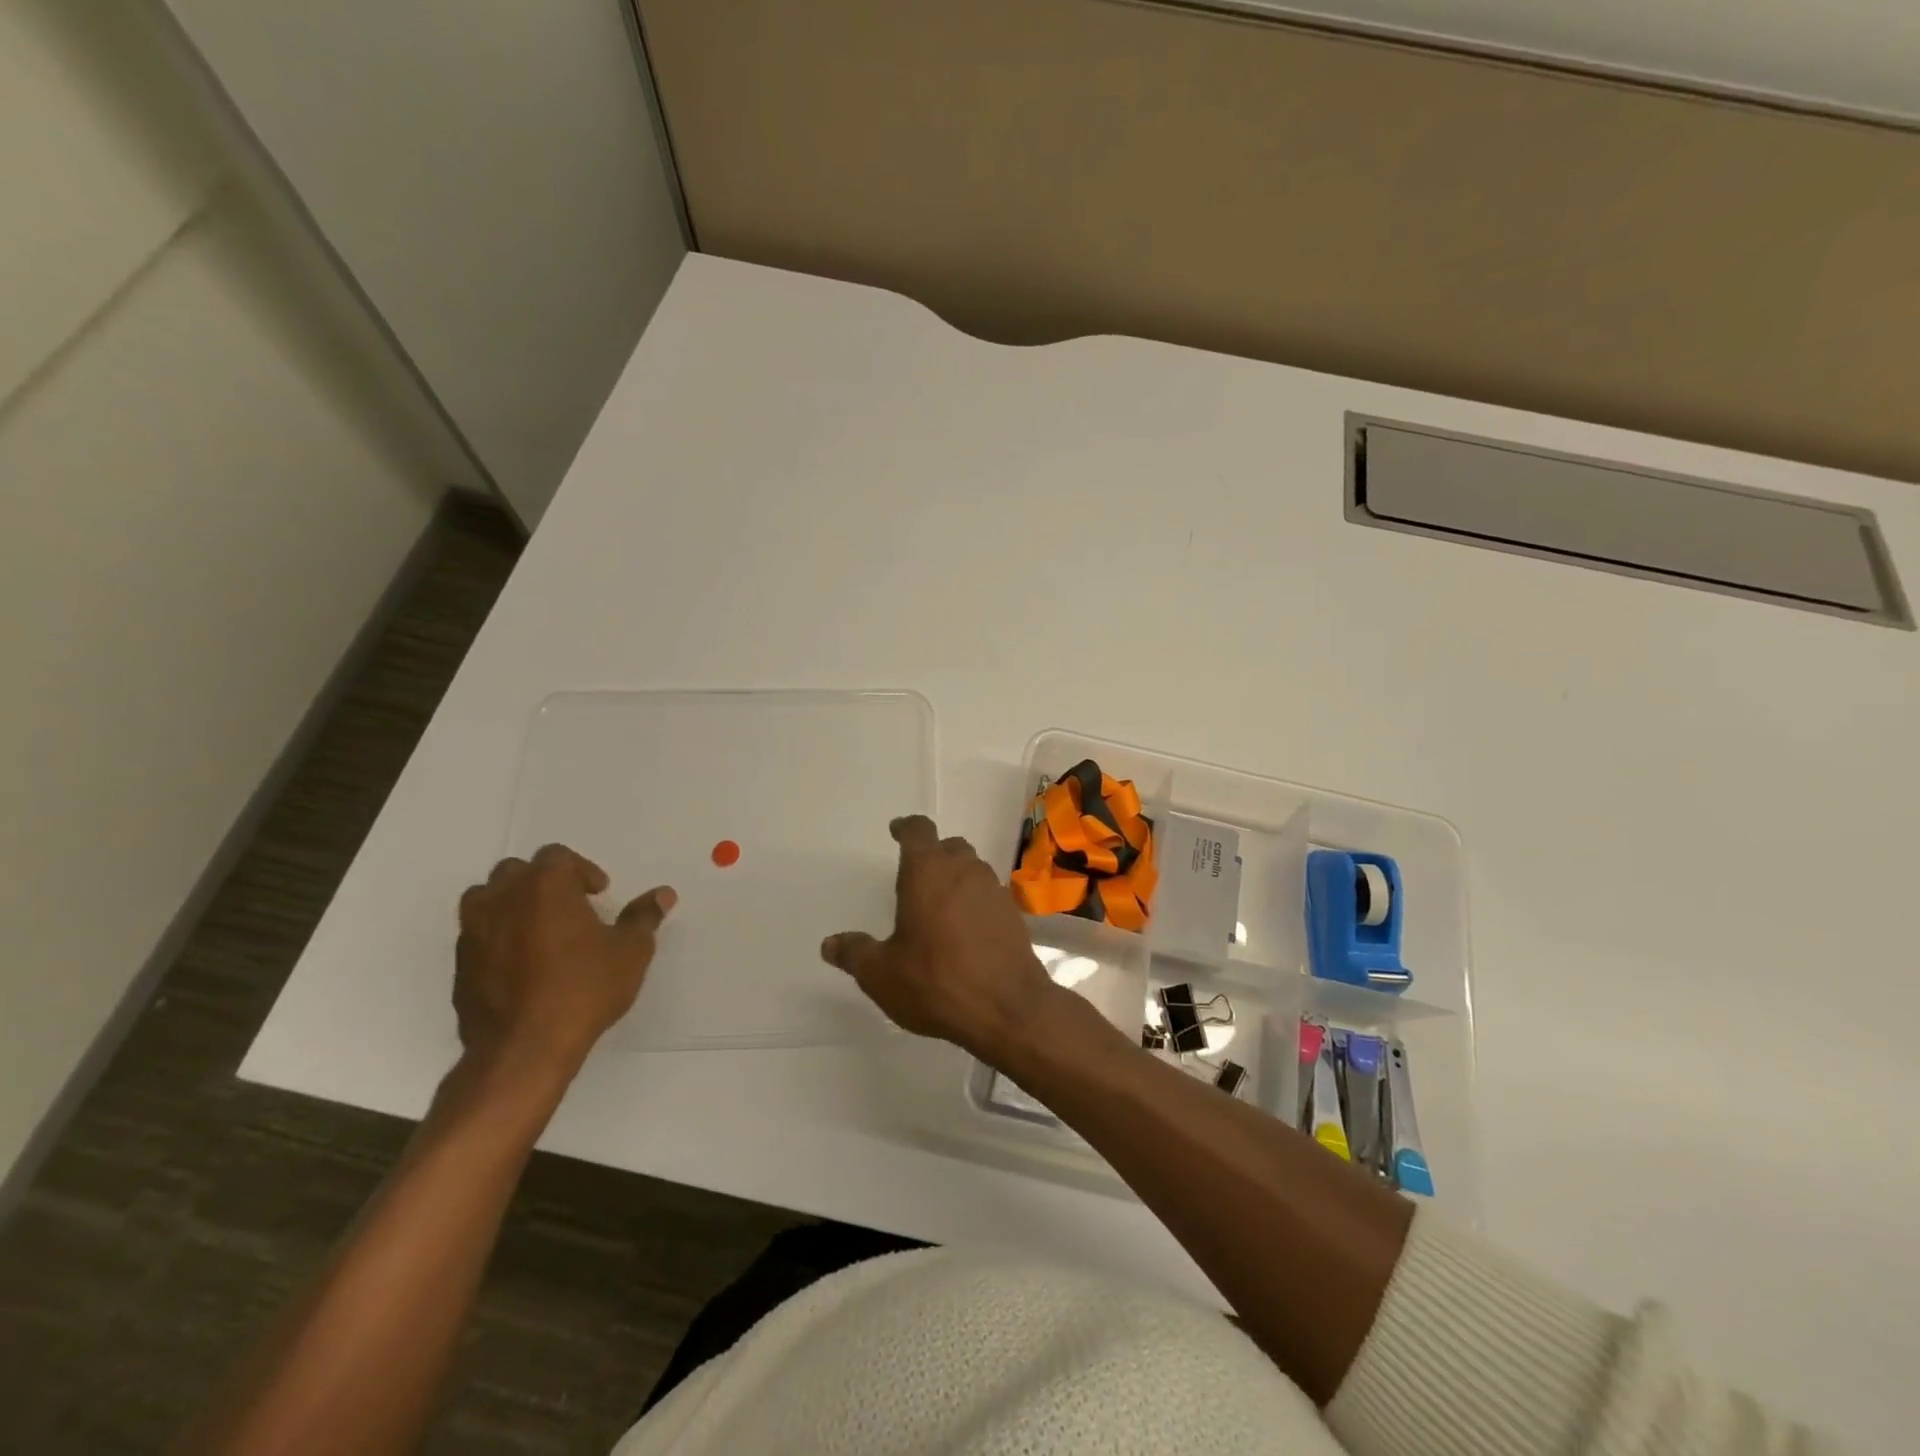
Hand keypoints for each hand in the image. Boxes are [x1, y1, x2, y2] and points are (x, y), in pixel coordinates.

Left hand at [455, 844, 674, 1078]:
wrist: (523, 1048)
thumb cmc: (584, 989)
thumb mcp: (630, 952)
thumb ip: (643, 917)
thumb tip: (663, 894)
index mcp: (545, 885)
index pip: (557, 856)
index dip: (581, 870)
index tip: (597, 895)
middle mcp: (503, 898)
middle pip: (516, 871)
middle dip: (542, 883)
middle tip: (568, 908)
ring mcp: (473, 931)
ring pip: (486, 899)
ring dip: (511, 905)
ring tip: (538, 931)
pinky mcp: (459, 965)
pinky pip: (476, 935)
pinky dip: (496, 938)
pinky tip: (521, 965)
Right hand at [820, 815, 1056, 1063]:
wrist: (1008, 1007)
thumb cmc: (936, 981)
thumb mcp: (882, 974)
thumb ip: (855, 953)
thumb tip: (830, 944)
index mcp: (927, 871)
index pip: (918, 830)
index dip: (906, 828)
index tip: (897, 831)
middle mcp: (964, 870)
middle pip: (948, 847)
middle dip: (932, 856)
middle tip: (915, 878)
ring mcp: (993, 890)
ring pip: (972, 869)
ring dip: (956, 878)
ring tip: (939, 906)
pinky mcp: (1013, 914)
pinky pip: (988, 895)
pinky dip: (975, 902)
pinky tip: (965, 931)